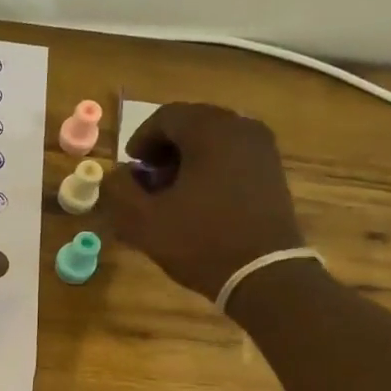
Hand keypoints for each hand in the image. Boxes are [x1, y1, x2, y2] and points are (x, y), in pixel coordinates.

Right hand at [109, 102, 304, 305]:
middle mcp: (241, 127)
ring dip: (187, 160)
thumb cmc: (200, 241)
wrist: (264, 274)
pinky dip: (210, 169)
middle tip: (148, 181)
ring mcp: (263, 149)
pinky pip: (233, 157)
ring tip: (172, 194)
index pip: (165, 116)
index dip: (140, 140)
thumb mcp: (143, 220)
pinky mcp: (273, 172)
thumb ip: (119, 190)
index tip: (130, 169)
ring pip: (213, 140)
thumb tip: (117, 174)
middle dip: (164, 150)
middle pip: (191, 124)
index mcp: (209, 130)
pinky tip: (199, 201)